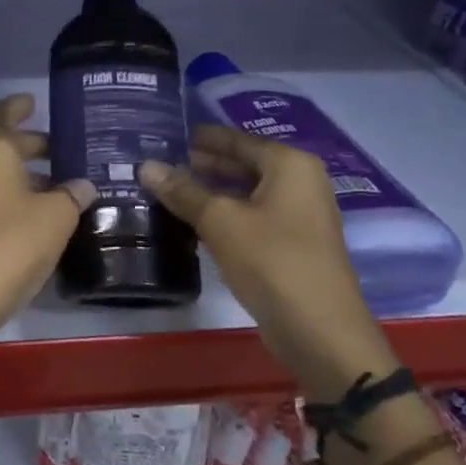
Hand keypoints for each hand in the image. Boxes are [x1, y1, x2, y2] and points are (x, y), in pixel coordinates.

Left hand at [0, 94, 96, 338]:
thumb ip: (72, 194)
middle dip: (30, 144)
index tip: (33, 101)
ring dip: (23, 173)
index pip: (2, 113)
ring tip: (60, 184)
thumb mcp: (56, 216)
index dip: (19, 105)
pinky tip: (38, 213)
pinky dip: (11, 194)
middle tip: (63, 149)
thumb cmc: (11, 242)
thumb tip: (82, 186)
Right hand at [139, 126, 395, 395]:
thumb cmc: (272, 261)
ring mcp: (298, 215)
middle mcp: (300, 182)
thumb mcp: (220, 221)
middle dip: (203, 165)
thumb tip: (146, 166)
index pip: (237, 139)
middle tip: (160, 164)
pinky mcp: (291, 244)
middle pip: (243, 164)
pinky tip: (192, 221)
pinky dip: (223, 214)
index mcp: (289, 165)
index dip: (202, 137)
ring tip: (167, 190)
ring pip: (246, 192)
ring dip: (210, 191)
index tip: (167, 135)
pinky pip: (251, 216)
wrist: (319, 329)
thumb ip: (183, 191)